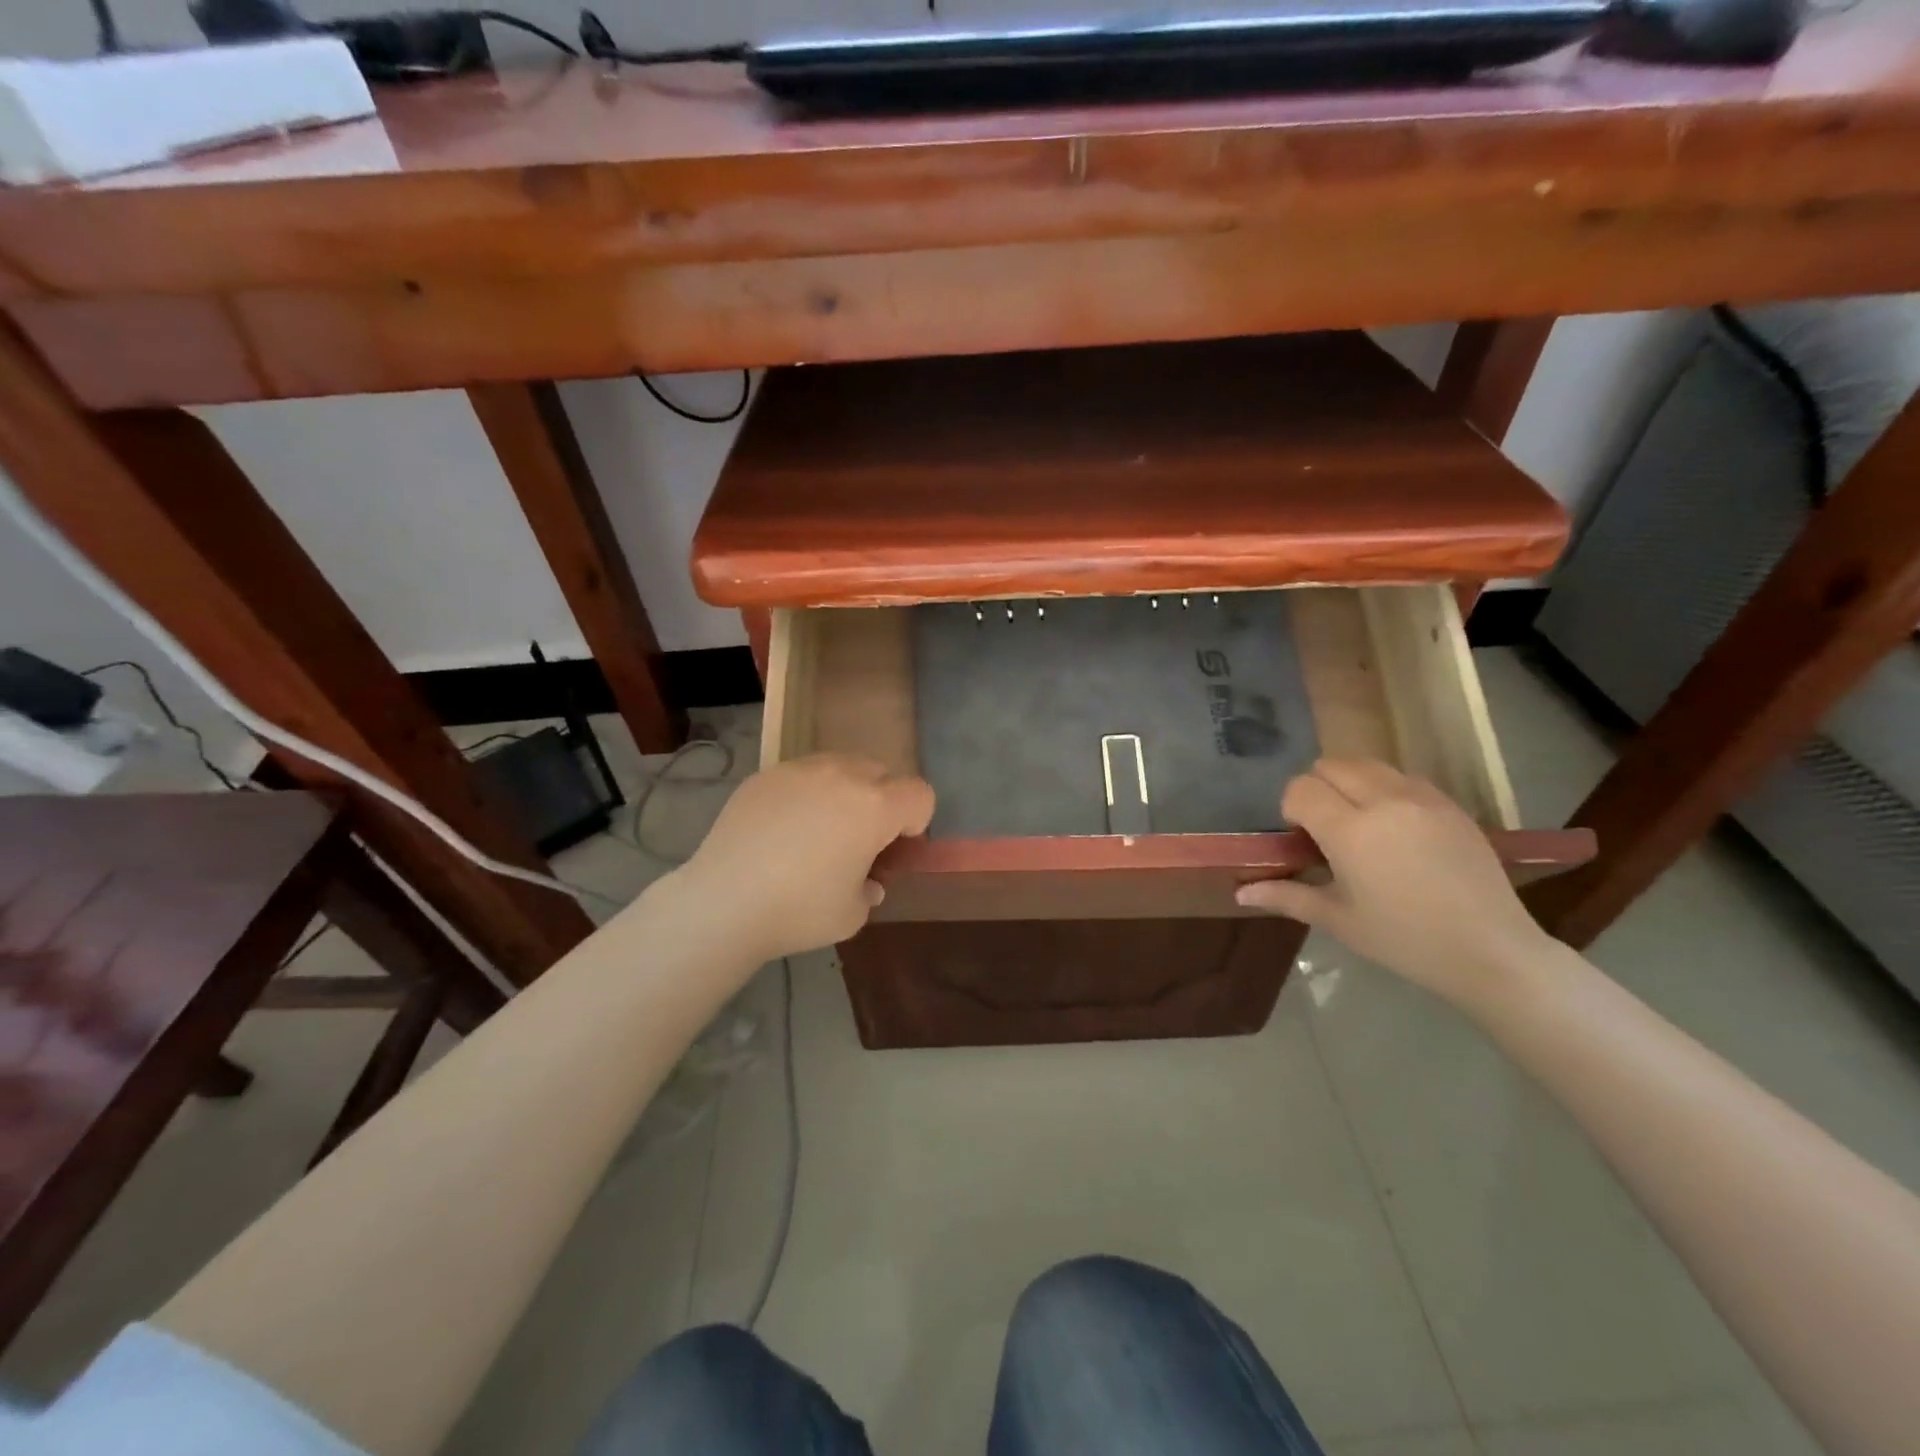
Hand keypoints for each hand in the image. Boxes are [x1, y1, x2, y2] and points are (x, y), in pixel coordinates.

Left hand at [675, 754, 935, 963]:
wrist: (723, 902)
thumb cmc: (799, 910)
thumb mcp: (853, 914)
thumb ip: (870, 889)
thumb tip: (867, 881)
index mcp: (874, 807)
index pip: (920, 794)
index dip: (916, 821)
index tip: (893, 848)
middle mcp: (842, 776)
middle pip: (881, 773)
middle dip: (881, 802)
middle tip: (857, 840)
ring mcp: (799, 770)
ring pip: (840, 766)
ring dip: (844, 791)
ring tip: (818, 830)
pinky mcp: (764, 776)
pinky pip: (801, 775)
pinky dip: (804, 794)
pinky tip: (781, 829)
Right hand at [1235, 759, 1551, 1007]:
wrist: (1491, 951)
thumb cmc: (1404, 940)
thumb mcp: (1338, 920)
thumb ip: (1286, 896)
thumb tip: (1240, 892)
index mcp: (1350, 831)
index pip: (1301, 789)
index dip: (1291, 809)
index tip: (1301, 839)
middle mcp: (1384, 801)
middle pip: (1331, 765)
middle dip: (1317, 789)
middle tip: (1325, 829)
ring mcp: (1422, 798)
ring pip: (1367, 764)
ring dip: (1350, 783)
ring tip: (1359, 823)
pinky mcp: (1449, 804)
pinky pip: (1402, 777)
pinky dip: (1385, 789)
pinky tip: (1394, 828)